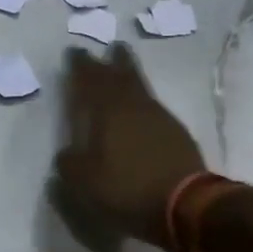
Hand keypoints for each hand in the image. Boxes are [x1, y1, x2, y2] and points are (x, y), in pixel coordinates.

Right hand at [53, 44, 204, 246]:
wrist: (185, 204)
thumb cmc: (127, 189)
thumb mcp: (84, 182)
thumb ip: (70, 163)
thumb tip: (67, 154)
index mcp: (107, 113)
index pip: (90, 81)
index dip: (81, 67)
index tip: (74, 52)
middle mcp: (134, 107)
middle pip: (122, 76)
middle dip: (113, 61)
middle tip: (110, 47)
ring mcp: (159, 118)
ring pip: (140, 88)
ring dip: (130, 76)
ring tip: (124, 68)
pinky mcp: (176, 133)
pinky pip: (153, 107)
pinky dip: (143, 101)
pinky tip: (141, 109)